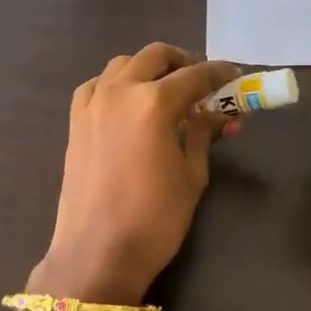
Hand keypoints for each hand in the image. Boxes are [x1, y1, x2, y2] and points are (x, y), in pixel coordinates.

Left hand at [34, 44, 240, 304]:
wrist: (97, 253)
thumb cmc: (155, 219)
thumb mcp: (192, 175)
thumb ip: (204, 135)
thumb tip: (219, 115)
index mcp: (154, 103)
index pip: (195, 75)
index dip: (219, 73)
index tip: (235, 75)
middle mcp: (120, 91)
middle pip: (155, 56)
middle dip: (183, 62)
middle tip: (202, 82)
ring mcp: (92, 104)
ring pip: (122, 65)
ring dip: (148, 69)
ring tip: (166, 91)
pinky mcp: (75, 122)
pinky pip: (96, 86)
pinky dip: (116, 85)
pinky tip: (128, 104)